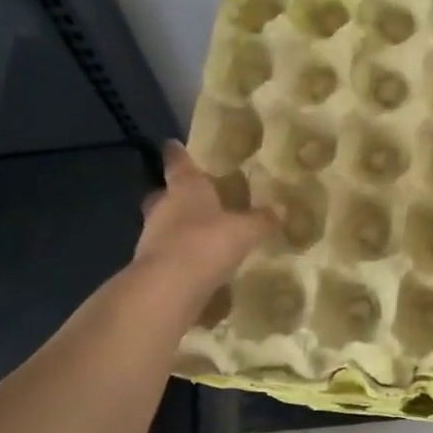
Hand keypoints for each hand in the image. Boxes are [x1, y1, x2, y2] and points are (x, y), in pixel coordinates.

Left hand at [133, 143, 275, 303]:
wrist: (168, 288)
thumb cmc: (206, 242)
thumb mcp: (245, 230)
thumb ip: (262, 220)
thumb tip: (283, 208)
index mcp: (185, 188)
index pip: (179, 164)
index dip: (177, 154)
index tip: (172, 144)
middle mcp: (164, 208)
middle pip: (163, 195)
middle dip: (172, 194)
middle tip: (187, 194)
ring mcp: (151, 238)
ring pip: (162, 225)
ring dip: (175, 227)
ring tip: (198, 232)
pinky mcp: (150, 267)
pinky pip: (166, 254)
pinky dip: (178, 256)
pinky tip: (196, 263)